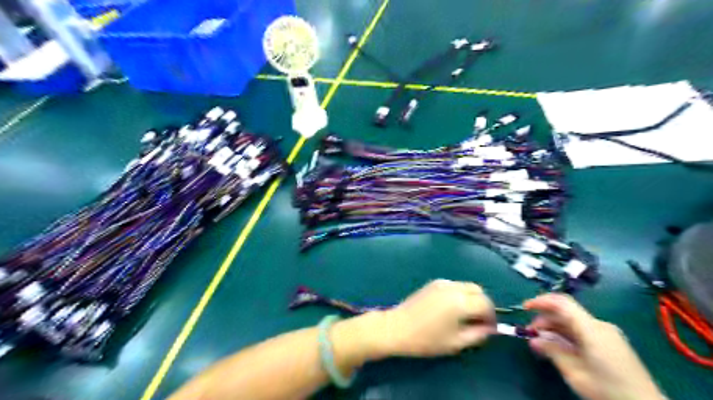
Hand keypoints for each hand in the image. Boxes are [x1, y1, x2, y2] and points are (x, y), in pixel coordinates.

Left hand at [373, 280, 496, 357]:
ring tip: (465, 315)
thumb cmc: (426, 339)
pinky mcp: (433, 283)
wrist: (397, 328)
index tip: (488, 328)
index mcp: (461, 302)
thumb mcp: (455, 343)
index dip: (491, 316)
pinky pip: (454, 285)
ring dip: (471, 298)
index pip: (486, 304)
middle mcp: (453, 287)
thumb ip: (477, 334)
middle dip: (483, 304)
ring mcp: (442, 283)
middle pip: (478, 290)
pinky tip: (451, 308)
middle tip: (478, 321)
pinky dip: (460, 294)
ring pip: (466, 285)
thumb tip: (489, 328)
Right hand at [522, 293, 662, 399]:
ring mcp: (607, 333)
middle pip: (566, 312)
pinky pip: (582, 330)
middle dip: (545, 319)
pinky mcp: (610, 342)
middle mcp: (600, 326)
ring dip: (554, 328)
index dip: (541, 301)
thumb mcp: (575, 373)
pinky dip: (566, 334)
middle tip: (530, 333)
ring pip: (573, 322)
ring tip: (541, 342)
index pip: (563, 303)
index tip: (525, 308)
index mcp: (592, 329)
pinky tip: (558, 346)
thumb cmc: (608, 390)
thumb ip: (553, 351)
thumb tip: (534, 339)